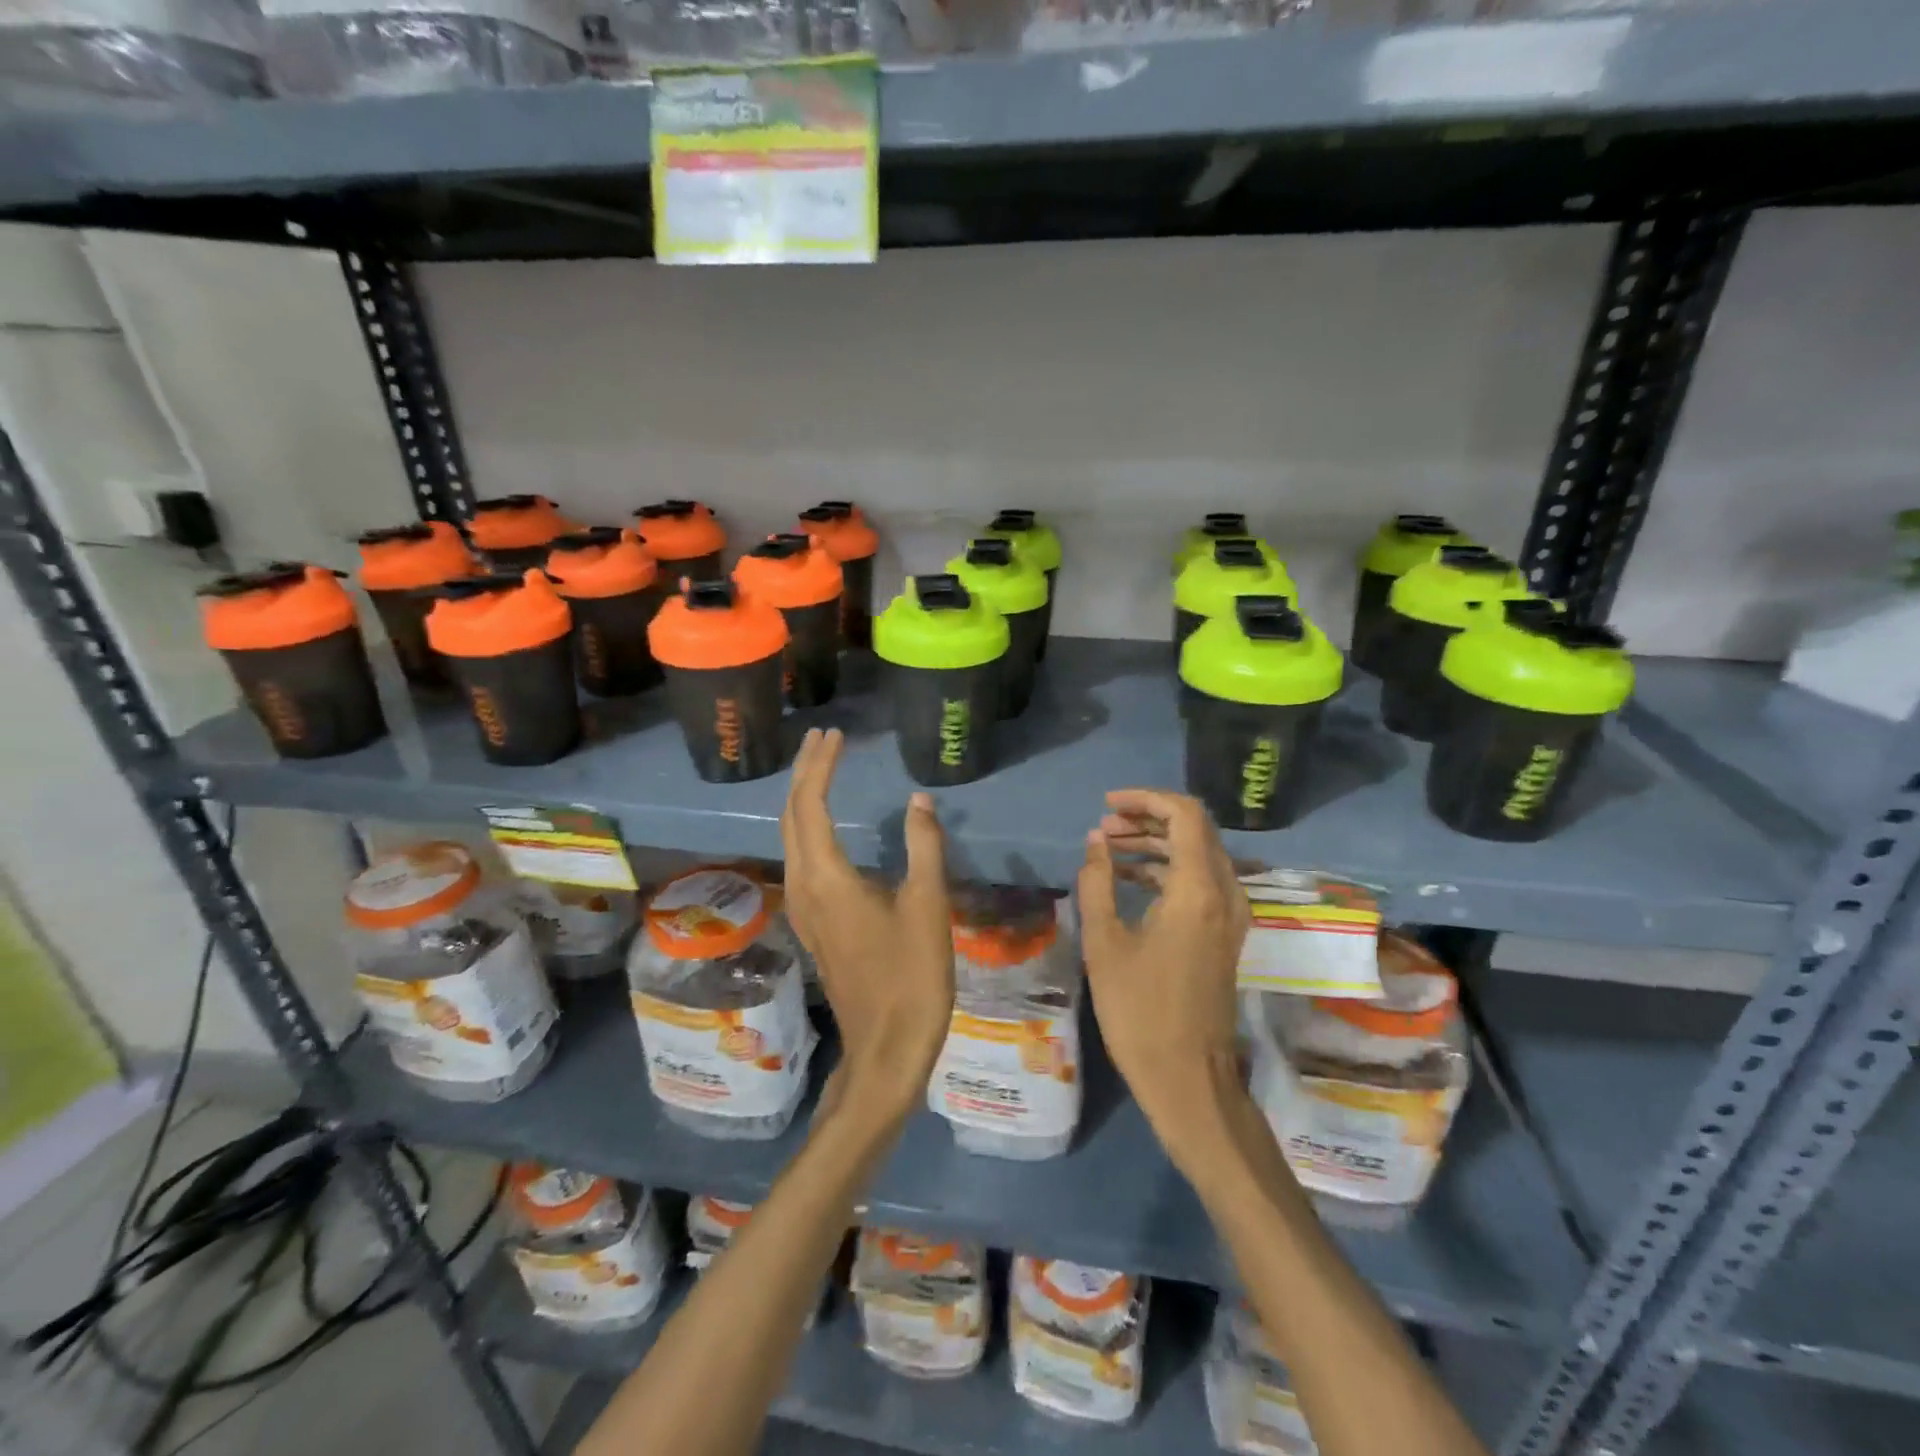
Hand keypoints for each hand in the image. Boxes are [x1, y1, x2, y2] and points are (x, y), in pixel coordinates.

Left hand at [781, 728, 953, 1123]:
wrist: (887, 1047)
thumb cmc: (912, 976)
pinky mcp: (815, 924)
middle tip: (824, 739)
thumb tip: (918, 800)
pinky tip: (826, 824)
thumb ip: (923, 847)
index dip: (819, 766)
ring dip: (802, 799)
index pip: (810, 805)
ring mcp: (805, 908)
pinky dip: (808, 826)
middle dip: (803, 773)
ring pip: (791, 838)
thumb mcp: (928, 906)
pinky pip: (800, 859)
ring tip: (822, 769)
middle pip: (791, 817)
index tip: (834, 734)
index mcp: (827, 878)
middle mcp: (804, 887)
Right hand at [1077, 789, 1251, 1158]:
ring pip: (1198, 854)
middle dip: (1147, 819)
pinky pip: (1200, 881)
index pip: (1185, 815)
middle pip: (1194, 830)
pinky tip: (1129, 877)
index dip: (1146, 799)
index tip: (1107, 804)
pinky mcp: (1225, 934)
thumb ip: (1098, 882)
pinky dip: (1167, 869)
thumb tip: (1096, 841)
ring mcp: (1230, 915)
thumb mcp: (1105, 942)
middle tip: (1104, 827)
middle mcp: (1225, 893)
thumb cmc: (1140, 1010)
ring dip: (1156, 843)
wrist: (1188, 1077)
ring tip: (1108, 847)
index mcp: (1199, 889)